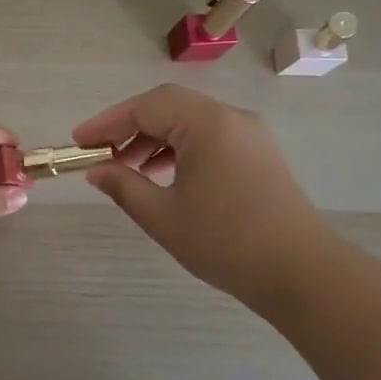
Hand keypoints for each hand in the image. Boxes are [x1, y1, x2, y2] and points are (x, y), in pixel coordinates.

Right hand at [73, 84, 332, 313]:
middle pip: (168, 106)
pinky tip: (163, 176)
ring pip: (189, 121)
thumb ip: (123, 186)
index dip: (107, 122)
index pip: (146, 107)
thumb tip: (97, 170)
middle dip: (129, 126)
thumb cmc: (226, 242)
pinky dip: (178, 148)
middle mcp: (230, 117)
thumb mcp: (162, 216)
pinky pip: (208, 136)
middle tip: (100, 153)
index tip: (78, 143)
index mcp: (207, 124)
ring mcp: (249, 134)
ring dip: (153, 138)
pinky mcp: (258, 154)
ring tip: (128, 170)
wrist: (302, 273)